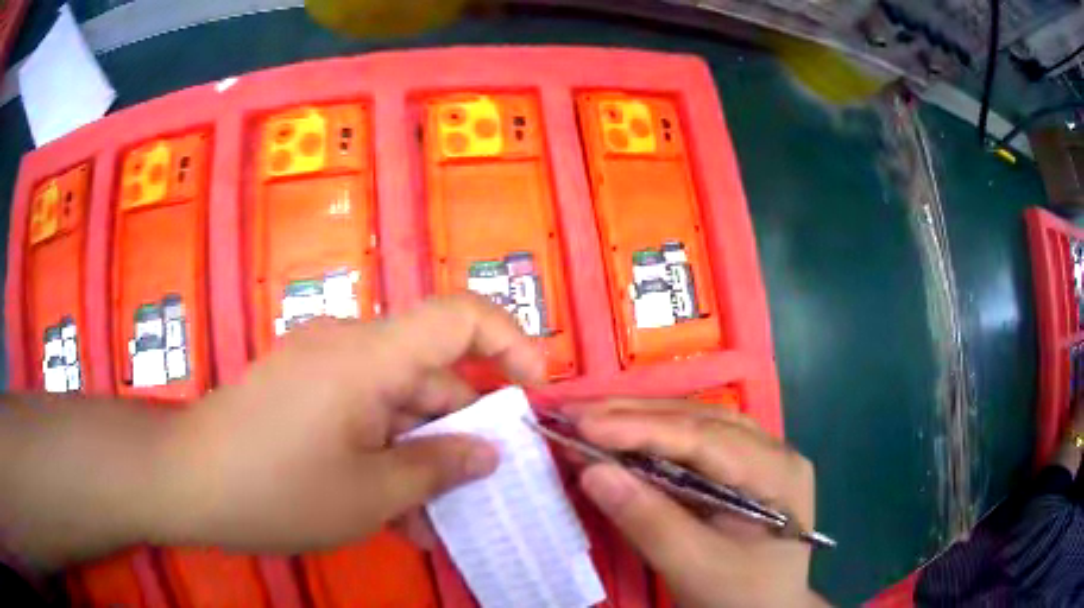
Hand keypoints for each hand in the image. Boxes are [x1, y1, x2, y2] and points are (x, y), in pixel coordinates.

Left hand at [152, 294, 544, 552]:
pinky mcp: (301, 394)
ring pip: (394, 406)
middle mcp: (348, 349)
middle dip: (461, 432)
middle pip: (428, 374)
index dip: (510, 342)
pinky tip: (391, 511)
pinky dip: (382, 456)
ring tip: (433, 521)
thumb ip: (437, 469)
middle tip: (483, 490)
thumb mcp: (369, 494)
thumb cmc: (277, 488)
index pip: (459, 316)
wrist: (186, 481)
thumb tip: (488, 453)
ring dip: (419, 458)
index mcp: (369, 356)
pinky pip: (360, 417)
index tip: (534, 391)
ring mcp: (320, 371)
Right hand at [572, 401, 823, 607]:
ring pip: (695, 425)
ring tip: (589, 419)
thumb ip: (649, 522)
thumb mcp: (695, 568)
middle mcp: (772, 451)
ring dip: (640, 421)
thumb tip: (592, 471)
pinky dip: (652, 441)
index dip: (641, 428)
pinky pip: (693, 445)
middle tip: (574, 412)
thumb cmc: (739, 596)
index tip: (582, 424)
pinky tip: (622, 441)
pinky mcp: (739, 471)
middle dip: (634, 416)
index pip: (705, 437)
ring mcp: (758, 457)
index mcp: (776, 472)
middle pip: (699, 420)